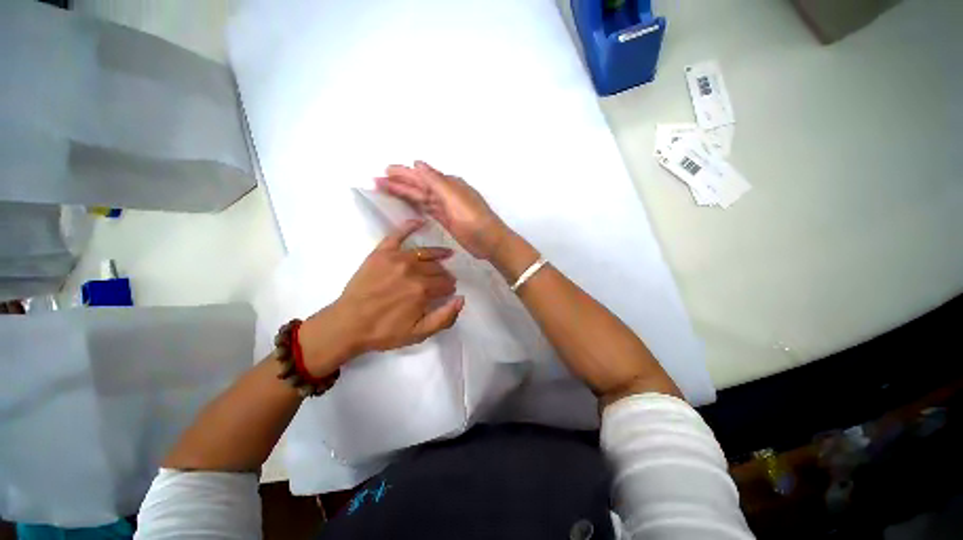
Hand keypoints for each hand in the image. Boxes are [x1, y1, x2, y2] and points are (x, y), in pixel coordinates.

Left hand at [299, 220, 464, 376]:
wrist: (347, 325)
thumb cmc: (384, 331)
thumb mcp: (419, 333)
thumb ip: (444, 318)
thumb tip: (462, 299)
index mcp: (422, 290)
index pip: (445, 284)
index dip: (450, 288)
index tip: (449, 291)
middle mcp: (412, 270)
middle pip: (437, 269)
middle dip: (445, 275)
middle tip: (445, 280)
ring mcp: (396, 258)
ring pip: (425, 253)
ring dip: (438, 254)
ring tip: (447, 254)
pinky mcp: (381, 253)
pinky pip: (397, 235)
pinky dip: (409, 226)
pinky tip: (420, 222)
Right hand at [376, 161, 508, 259]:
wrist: (489, 241)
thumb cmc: (473, 218)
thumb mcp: (454, 197)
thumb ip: (435, 180)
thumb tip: (417, 162)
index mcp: (448, 184)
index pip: (421, 176)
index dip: (403, 173)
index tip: (384, 170)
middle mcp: (446, 193)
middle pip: (419, 185)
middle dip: (399, 182)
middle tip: (377, 179)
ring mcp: (446, 207)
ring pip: (421, 197)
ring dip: (405, 193)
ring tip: (386, 189)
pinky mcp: (446, 220)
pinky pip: (428, 209)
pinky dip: (417, 205)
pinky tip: (409, 203)